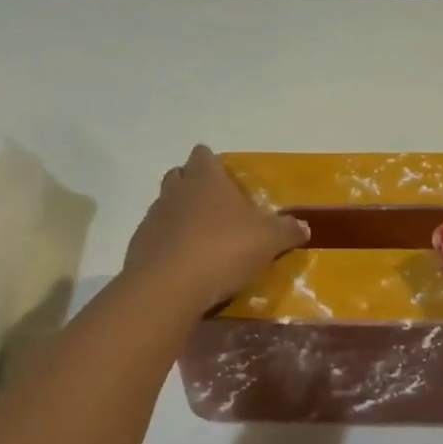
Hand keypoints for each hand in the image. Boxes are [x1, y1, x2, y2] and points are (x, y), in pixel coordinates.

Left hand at [123, 145, 308, 312]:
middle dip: (193, 185)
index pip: (203, 155)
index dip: (212, 163)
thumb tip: (304, 226)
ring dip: (179, 216)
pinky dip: (167, 244)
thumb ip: (286, 231)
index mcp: (206, 179)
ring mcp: (153, 218)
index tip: (224, 177)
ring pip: (165, 206)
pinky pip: (155, 237)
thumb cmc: (223, 249)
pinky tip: (184, 264)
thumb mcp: (268, 240)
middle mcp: (176, 191)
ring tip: (201, 238)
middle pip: (179, 176)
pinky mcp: (138, 247)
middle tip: (215, 205)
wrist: (168, 288)